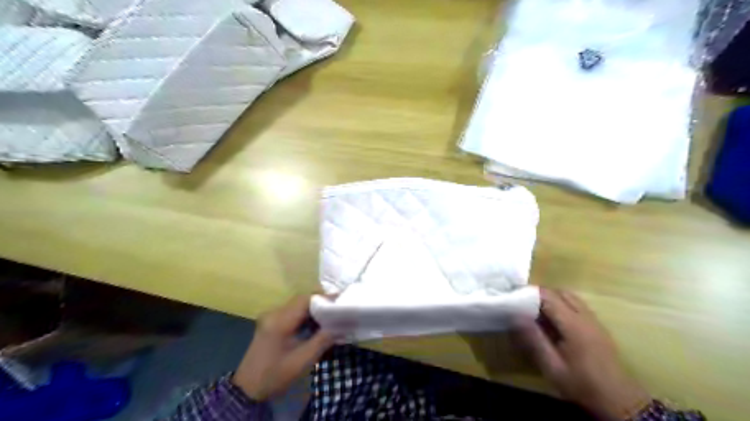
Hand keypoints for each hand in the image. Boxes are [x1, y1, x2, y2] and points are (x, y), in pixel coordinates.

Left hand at [234, 295, 335, 401]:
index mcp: (280, 320)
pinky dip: (306, 315)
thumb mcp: (302, 360)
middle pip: (301, 300)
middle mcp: (274, 313)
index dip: (325, 298)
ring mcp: (271, 316)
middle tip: (339, 309)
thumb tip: (341, 325)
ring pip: (297, 305)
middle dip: (321, 302)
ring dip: (314, 309)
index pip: (305, 300)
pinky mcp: (271, 322)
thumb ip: (323, 340)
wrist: (247, 389)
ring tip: (331, 316)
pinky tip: (316, 324)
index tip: (341, 301)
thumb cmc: (276, 375)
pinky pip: (292, 312)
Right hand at [517, 290, 650, 420]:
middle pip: (560, 292)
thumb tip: (516, 315)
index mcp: (573, 324)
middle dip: (540, 294)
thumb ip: (534, 339)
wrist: (620, 401)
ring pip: (570, 297)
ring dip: (552, 299)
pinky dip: (562, 305)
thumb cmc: (582, 385)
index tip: (513, 297)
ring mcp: (594, 320)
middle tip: (523, 305)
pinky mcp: (597, 326)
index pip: (548, 296)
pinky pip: (577, 306)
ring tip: (536, 312)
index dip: (529, 293)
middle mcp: (585, 316)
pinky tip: (554, 322)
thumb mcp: (552, 366)